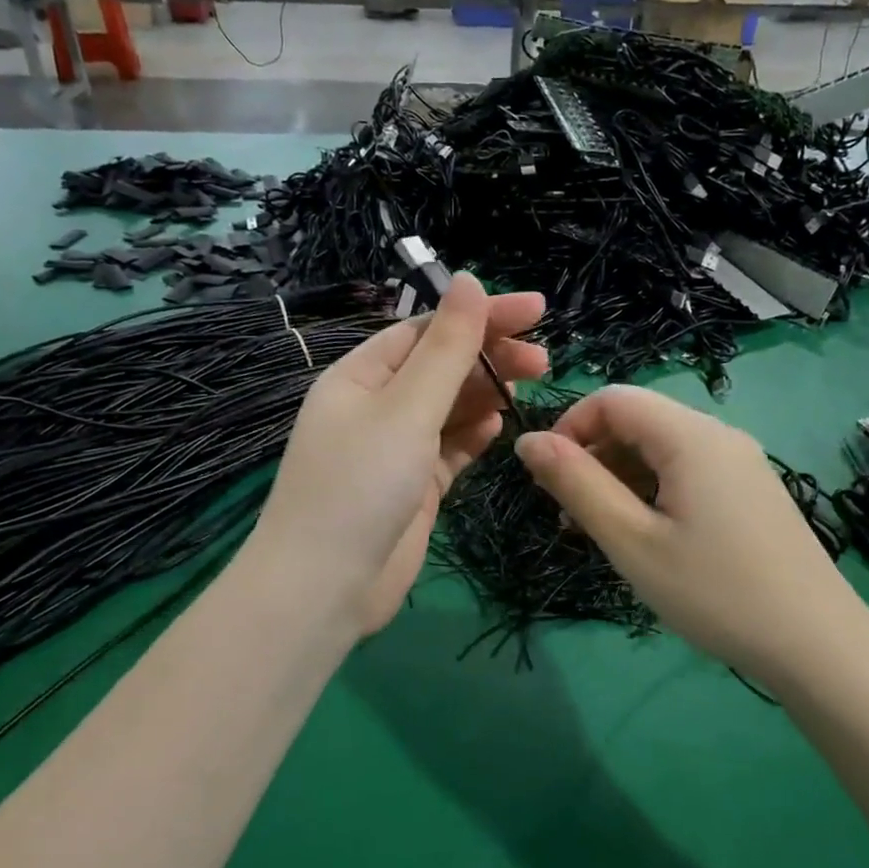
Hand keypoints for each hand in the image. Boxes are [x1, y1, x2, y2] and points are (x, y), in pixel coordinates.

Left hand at [251, 274, 546, 636]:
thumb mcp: (406, 409)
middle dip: (489, 357)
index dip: (480, 315)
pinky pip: (449, 448)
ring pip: (449, 408)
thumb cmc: (360, 485)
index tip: (537, 309)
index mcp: (361, 376)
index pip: (427, 330)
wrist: (326, 587)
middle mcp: (375, 406)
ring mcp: (394, 449)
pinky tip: (498, 428)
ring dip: (486, 395)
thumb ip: (445, 349)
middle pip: (441, 367)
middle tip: (543, 361)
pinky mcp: (413, 487)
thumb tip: (467, 280)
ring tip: (529, 389)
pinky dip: (473, 435)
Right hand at [514, 385, 855, 679]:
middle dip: (593, 458)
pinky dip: (652, 492)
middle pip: (638, 421)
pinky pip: (687, 473)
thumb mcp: (631, 541)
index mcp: (690, 436)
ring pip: (661, 450)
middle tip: (572, 518)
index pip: (613, 399)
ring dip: (620, 479)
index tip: (549, 481)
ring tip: (603, 534)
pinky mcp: (751, 492)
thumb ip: (576, 484)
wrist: (817, 645)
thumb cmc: (714, 592)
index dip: (570, 428)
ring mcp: (741, 464)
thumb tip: (527, 441)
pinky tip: (647, 538)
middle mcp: (719, 435)